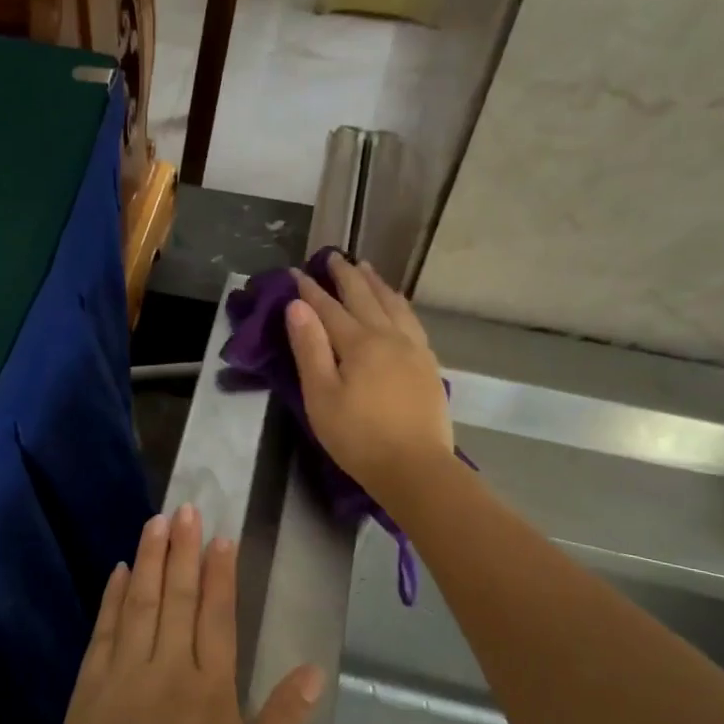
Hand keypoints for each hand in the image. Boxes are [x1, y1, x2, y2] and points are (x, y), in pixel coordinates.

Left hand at [50, 507, 324, 723]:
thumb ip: (284, 722)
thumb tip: (314, 670)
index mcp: (211, 692)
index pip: (217, 615)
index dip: (220, 572)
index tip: (221, 536)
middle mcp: (166, 672)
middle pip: (177, 598)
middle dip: (183, 550)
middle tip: (185, 508)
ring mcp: (122, 679)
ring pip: (139, 605)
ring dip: (149, 560)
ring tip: (155, 522)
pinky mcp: (88, 694)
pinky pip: (103, 634)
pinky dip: (112, 599)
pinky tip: (119, 573)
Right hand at [285, 256, 455, 506]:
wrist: (415, 467)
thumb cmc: (358, 437)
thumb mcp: (321, 396)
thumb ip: (309, 349)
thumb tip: (297, 307)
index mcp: (359, 343)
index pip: (328, 308)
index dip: (310, 289)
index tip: (295, 271)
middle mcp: (389, 336)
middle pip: (364, 297)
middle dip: (345, 275)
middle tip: (333, 256)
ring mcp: (414, 348)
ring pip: (393, 304)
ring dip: (375, 284)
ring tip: (365, 269)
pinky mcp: (428, 364)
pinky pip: (411, 320)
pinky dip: (399, 303)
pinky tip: (397, 306)